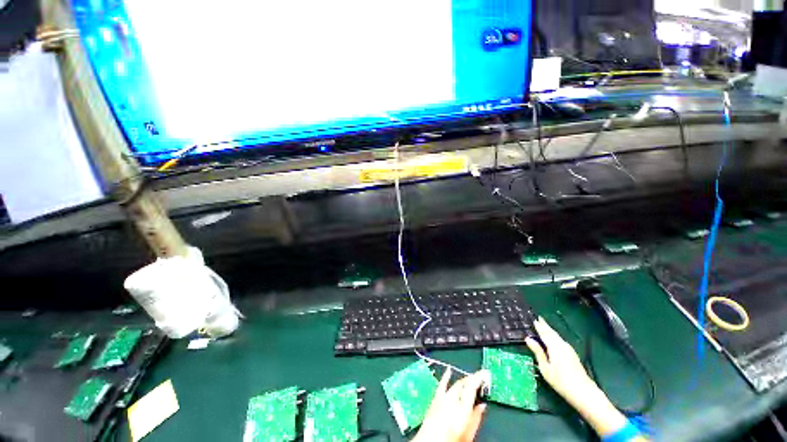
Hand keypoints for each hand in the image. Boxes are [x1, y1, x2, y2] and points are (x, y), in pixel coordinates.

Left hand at [412, 369, 489, 441]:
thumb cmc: (451, 441)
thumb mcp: (468, 435)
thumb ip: (476, 419)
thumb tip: (483, 406)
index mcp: (463, 408)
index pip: (472, 387)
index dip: (478, 378)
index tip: (484, 373)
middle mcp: (452, 399)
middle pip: (464, 384)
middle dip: (472, 379)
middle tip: (480, 378)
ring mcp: (442, 398)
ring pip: (455, 384)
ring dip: (463, 380)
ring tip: (470, 377)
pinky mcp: (434, 399)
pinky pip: (441, 384)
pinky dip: (445, 376)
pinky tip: (448, 370)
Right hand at [524, 317, 592, 400]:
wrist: (583, 392)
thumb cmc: (561, 381)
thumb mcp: (545, 368)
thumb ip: (538, 352)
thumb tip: (528, 339)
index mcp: (554, 346)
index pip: (544, 333)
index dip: (539, 326)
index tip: (534, 319)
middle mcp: (562, 345)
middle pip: (552, 333)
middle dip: (545, 326)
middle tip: (539, 319)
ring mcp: (569, 349)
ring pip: (557, 337)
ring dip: (550, 331)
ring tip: (544, 327)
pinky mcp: (573, 355)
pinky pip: (561, 341)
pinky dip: (555, 337)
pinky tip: (554, 339)